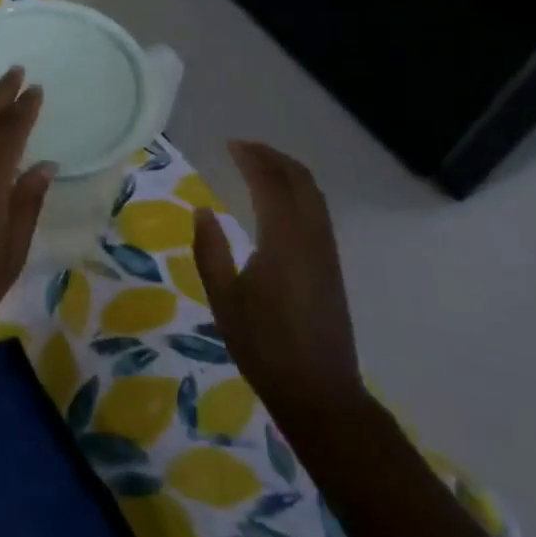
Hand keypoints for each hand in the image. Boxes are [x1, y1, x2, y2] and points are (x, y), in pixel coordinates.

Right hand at [192, 140, 367, 437]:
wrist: (318, 391)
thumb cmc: (263, 345)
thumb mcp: (223, 298)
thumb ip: (210, 250)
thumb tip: (203, 211)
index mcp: (284, 241)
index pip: (271, 184)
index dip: (253, 159)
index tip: (230, 144)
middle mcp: (311, 238)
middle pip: (301, 182)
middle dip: (275, 158)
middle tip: (245, 148)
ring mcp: (327, 253)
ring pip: (314, 197)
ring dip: (289, 173)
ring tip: (261, 166)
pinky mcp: (331, 267)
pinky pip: (318, 214)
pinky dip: (299, 194)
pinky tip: (280, 202)